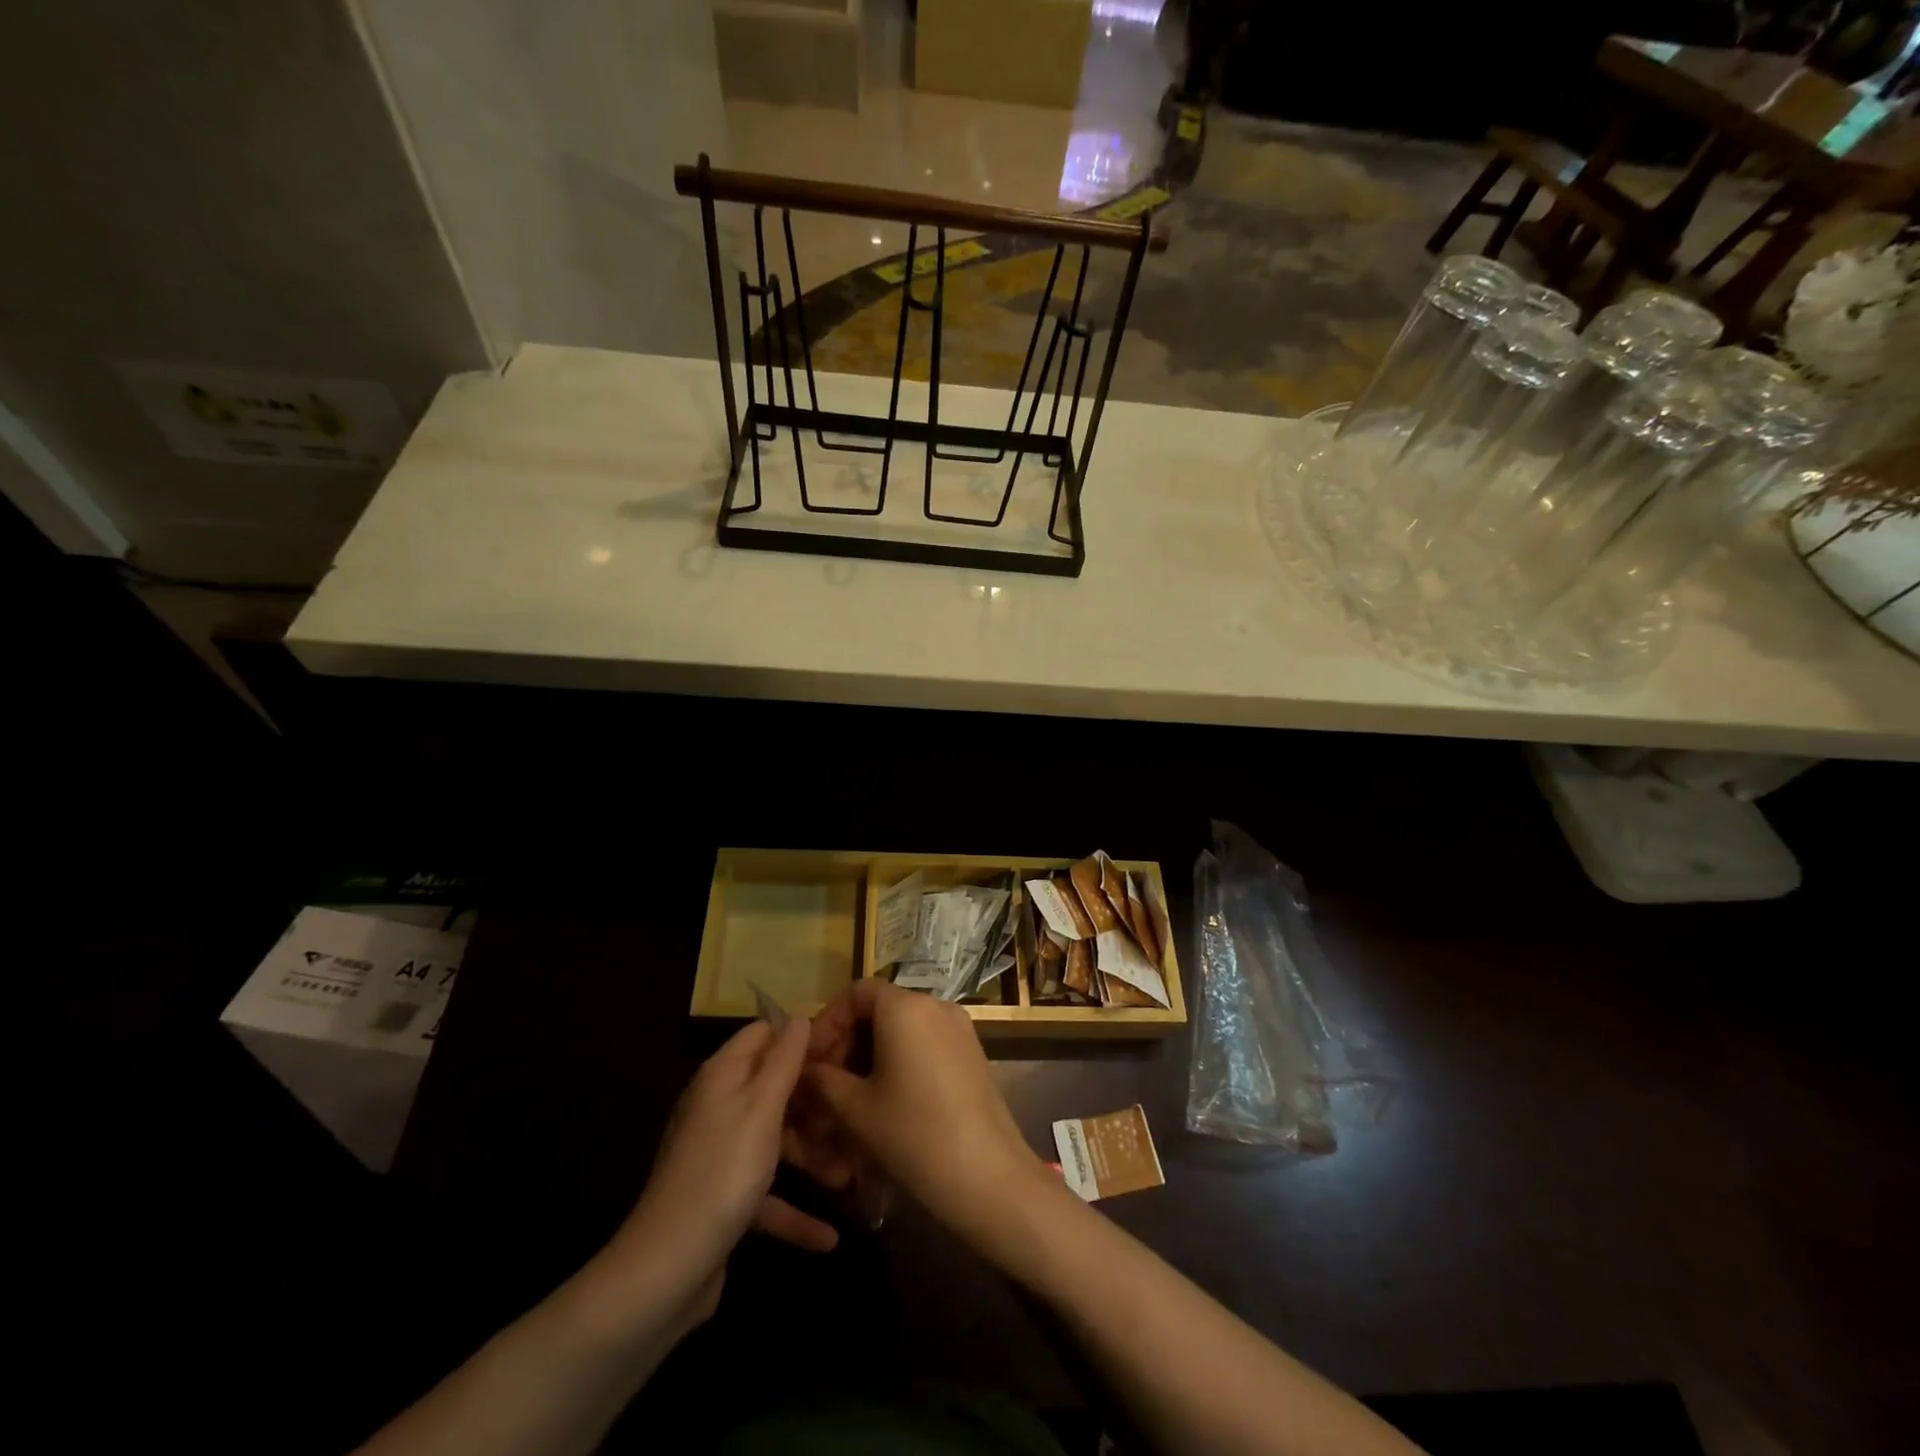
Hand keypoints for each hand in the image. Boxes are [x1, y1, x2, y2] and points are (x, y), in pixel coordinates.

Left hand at [603, 1019, 838, 1328]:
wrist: (665, 1270)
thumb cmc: (723, 1172)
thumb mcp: (761, 1107)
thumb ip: (784, 1059)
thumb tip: (799, 1017)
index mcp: (723, 1076)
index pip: (764, 1034)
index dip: (800, 1038)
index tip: (842, 1051)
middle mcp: (719, 1107)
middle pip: (774, 1088)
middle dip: (815, 1102)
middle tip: (855, 1113)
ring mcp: (720, 1154)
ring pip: (776, 1141)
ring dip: (812, 1157)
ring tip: (852, 1176)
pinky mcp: (723, 1198)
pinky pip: (767, 1193)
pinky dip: (794, 1210)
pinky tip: (828, 1237)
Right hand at [803, 980, 1048, 1248]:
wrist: (987, 1176)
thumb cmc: (913, 1135)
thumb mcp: (856, 1109)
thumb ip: (823, 1080)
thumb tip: (805, 1069)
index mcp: (906, 1007)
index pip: (856, 992)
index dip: (828, 1021)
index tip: (811, 1060)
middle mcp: (936, 1005)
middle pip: (880, 1009)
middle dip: (847, 1043)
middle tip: (825, 1085)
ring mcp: (959, 1029)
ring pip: (902, 1030)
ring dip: (871, 1056)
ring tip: (850, 1100)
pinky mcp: (972, 1054)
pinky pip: (925, 1044)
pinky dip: (899, 1063)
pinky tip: (885, 1103)